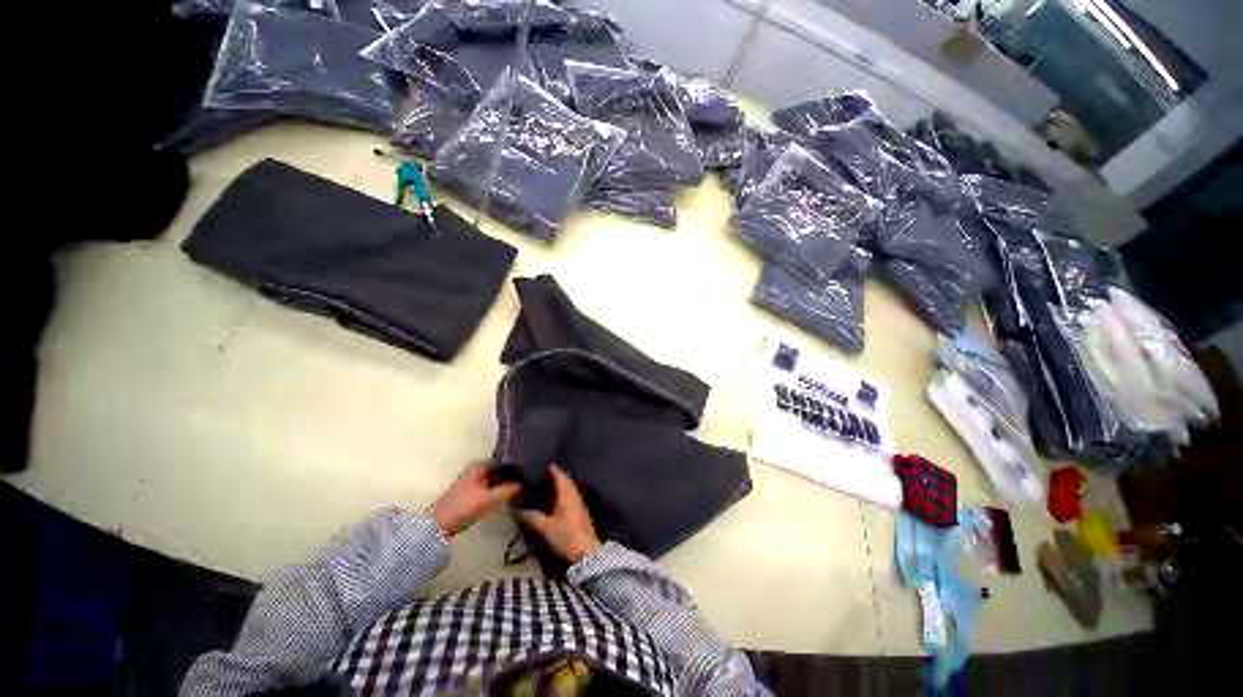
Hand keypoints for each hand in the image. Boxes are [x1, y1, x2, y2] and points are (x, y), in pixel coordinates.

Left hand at [429, 461, 519, 536]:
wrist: (438, 525)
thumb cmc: (463, 506)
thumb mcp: (488, 498)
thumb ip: (507, 490)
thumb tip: (523, 484)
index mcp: (480, 464)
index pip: (504, 462)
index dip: (516, 468)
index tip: (528, 475)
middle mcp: (477, 469)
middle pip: (500, 471)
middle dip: (511, 478)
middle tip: (526, 484)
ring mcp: (473, 480)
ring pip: (495, 480)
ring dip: (505, 486)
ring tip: (519, 492)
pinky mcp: (471, 492)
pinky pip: (490, 489)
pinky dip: (497, 492)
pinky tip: (506, 499)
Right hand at [521, 465, 600, 562]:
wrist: (586, 552)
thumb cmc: (565, 535)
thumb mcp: (545, 527)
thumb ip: (532, 517)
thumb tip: (518, 509)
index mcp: (567, 493)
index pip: (559, 475)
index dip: (551, 469)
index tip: (541, 464)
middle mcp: (574, 494)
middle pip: (565, 480)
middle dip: (554, 477)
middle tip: (540, 475)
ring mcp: (579, 503)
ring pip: (568, 489)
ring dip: (558, 486)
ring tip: (545, 486)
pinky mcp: (580, 512)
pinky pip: (570, 497)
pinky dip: (562, 494)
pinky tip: (554, 500)